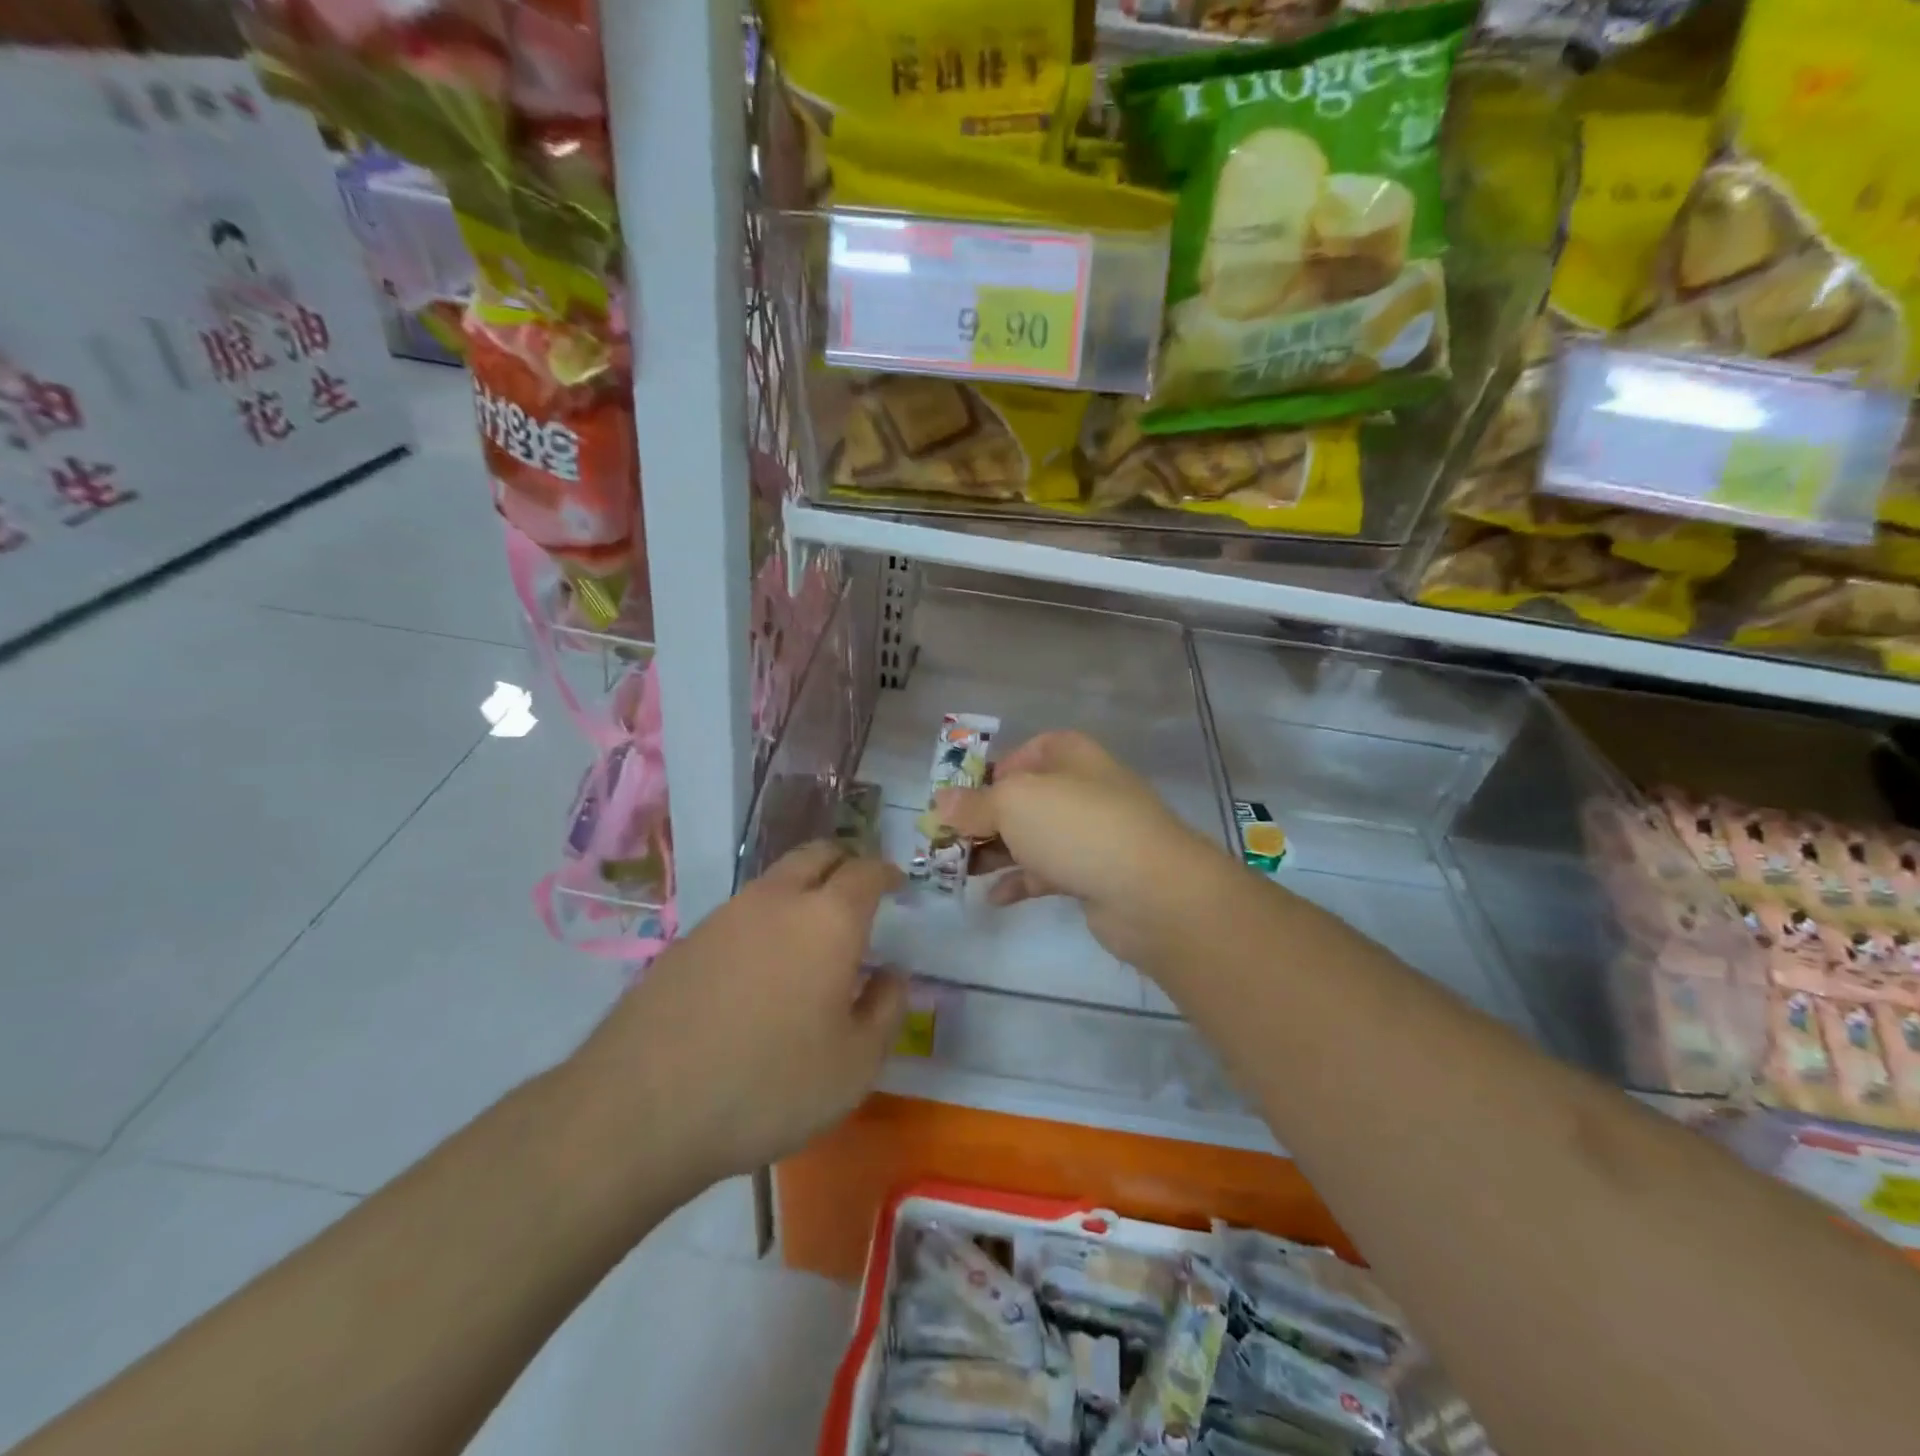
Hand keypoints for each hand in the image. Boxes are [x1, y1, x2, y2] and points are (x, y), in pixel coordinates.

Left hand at [569, 842, 906, 1189]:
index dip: (887, 872)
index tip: (898, 883)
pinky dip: (766, 920)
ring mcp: (726, 915)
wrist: (641, 1108)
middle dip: (845, 862)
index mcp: (828, 920)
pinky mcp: (687, 940)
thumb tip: (891, 975)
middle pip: (817, 854)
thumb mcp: (855, 1065)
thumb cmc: (769, 1085)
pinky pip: (742, 912)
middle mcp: (778, 900)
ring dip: (803, 888)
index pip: (866, 871)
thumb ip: (885, 1010)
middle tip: (859, 889)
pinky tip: (761, 967)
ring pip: (776, 880)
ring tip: (812, 933)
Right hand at [936, 730, 1236, 970]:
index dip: (993, 771)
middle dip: (984, 817)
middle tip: (947, 839)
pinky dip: (1019, 881)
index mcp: (1070, 755)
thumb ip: (974, 804)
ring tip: (958, 869)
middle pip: (1024, 797)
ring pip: (1032, 836)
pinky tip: (991, 897)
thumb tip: (940, 801)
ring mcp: (1090, 833)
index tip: (962, 797)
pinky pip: (1047, 872)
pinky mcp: (1092, 874)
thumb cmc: (1076, 827)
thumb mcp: (1014, 804)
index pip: (1027, 752)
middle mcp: (1082, 788)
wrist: (1150, 891)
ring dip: (996, 851)